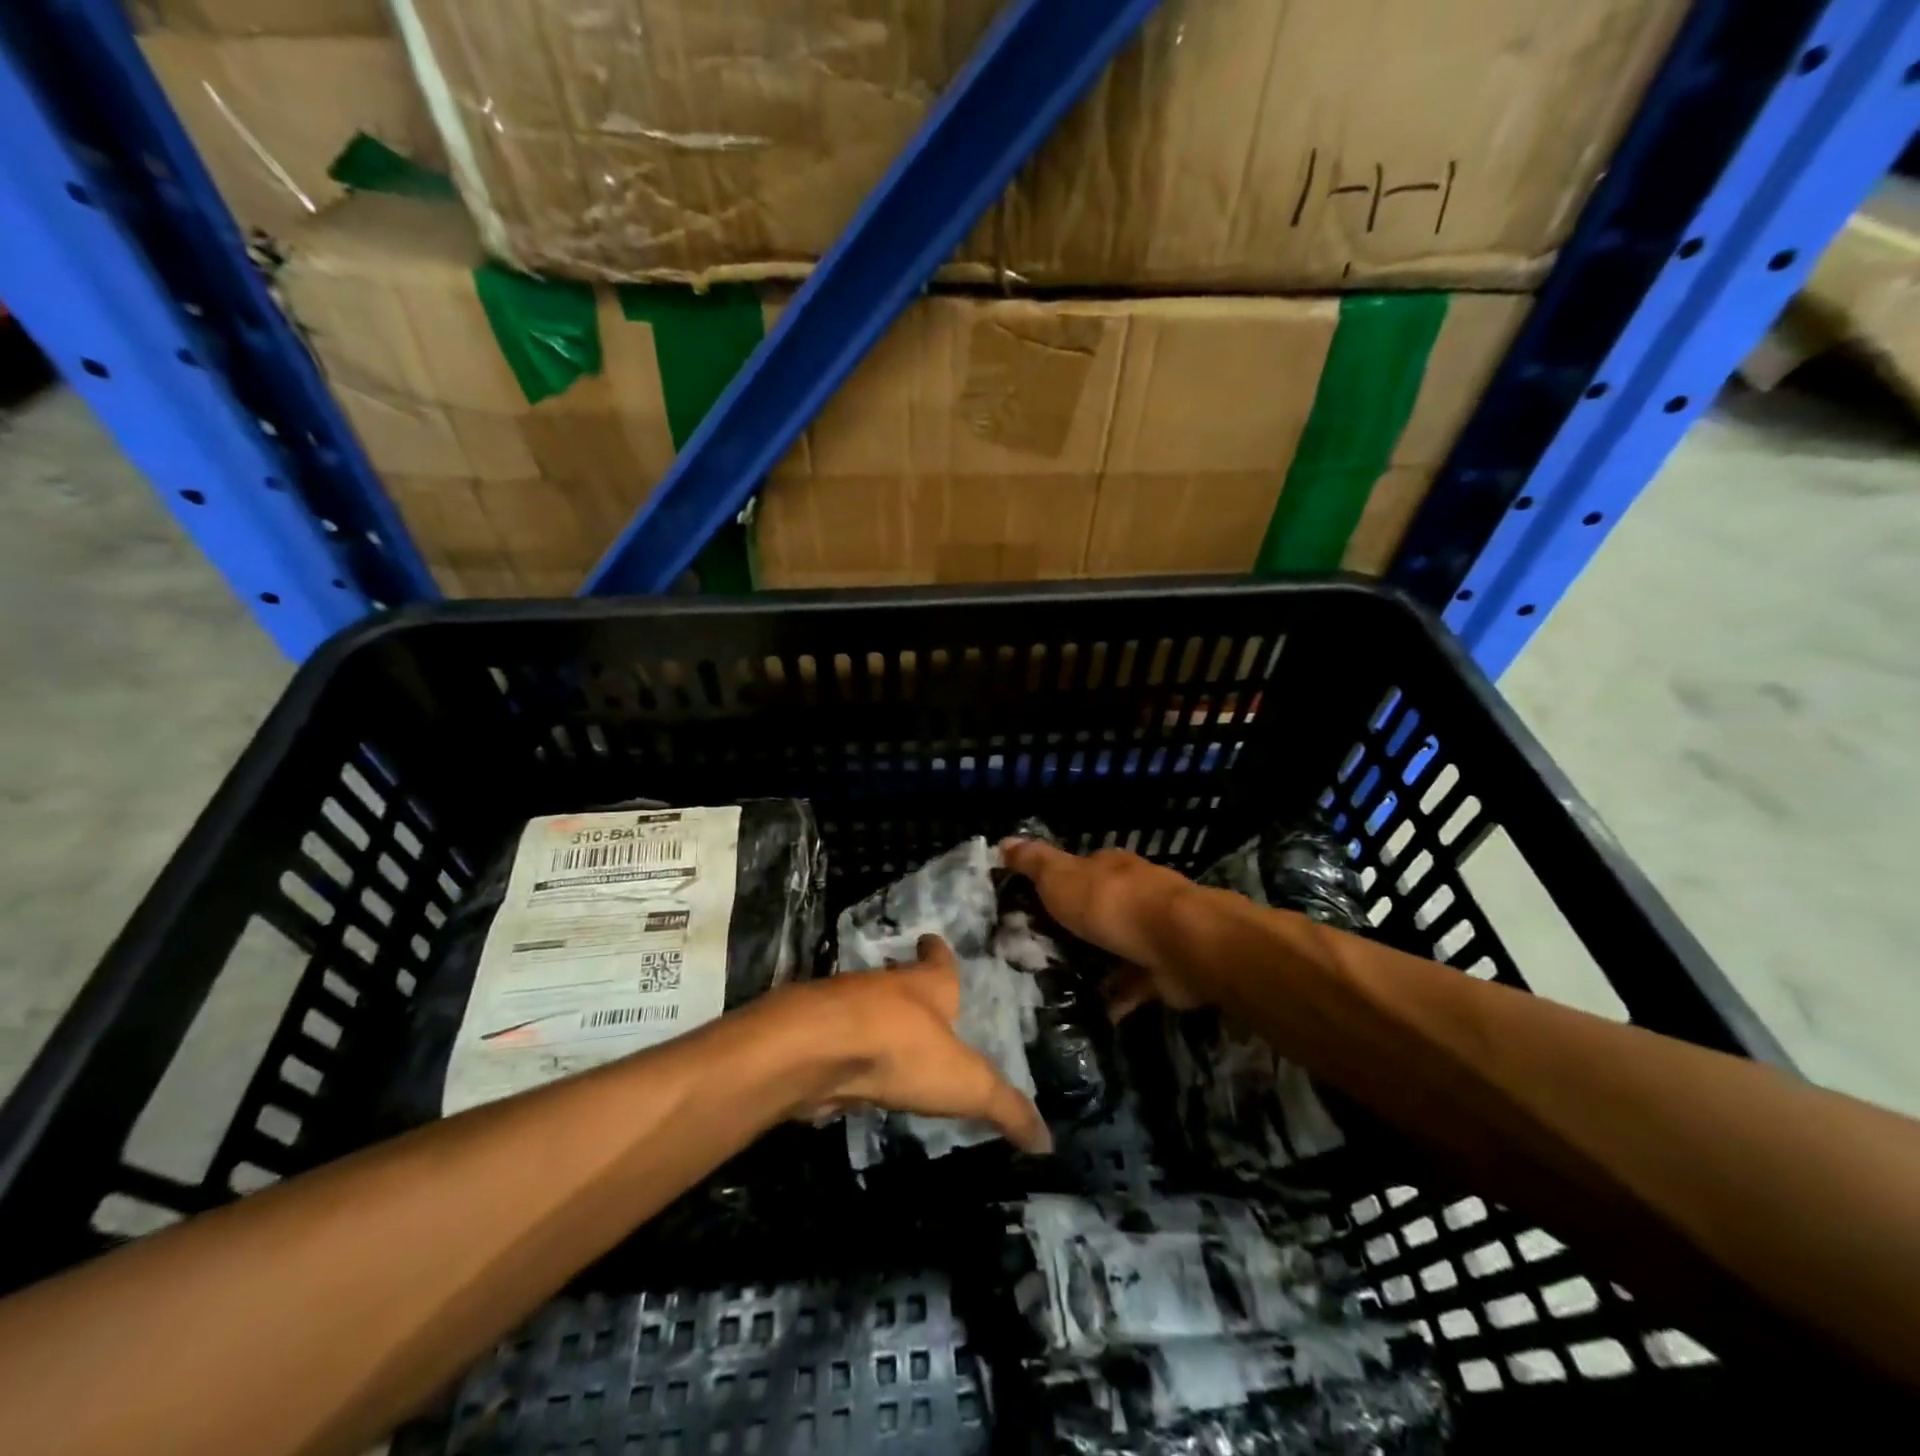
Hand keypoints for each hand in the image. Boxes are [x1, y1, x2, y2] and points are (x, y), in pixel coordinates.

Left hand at [778, 935, 1051, 1153]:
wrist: (818, 1048)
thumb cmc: (903, 1049)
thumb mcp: (967, 1083)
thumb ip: (1005, 1107)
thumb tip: (1049, 1142)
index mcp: (927, 985)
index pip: (938, 960)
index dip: (938, 952)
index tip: (933, 940)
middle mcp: (886, 987)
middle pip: (899, 981)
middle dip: (907, 988)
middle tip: (917, 999)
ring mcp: (846, 1007)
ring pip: (865, 1007)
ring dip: (875, 1019)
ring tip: (887, 1037)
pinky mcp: (816, 1035)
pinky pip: (838, 1039)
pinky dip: (845, 1050)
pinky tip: (850, 1070)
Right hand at [999, 837, 1210, 1019]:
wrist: (1179, 943)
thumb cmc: (1112, 903)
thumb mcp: (1061, 878)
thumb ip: (1034, 863)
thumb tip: (1004, 841)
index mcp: (1110, 868)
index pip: (1079, 869)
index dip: (1056, 884)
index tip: (1029, 905)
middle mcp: (1135, 893)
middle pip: (1099, 907)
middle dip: (1076, 926)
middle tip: (1040, 950)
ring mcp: (1154, 930)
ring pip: (1118, 945)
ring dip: (1097, 962)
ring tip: (1062, 985)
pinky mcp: (1166, 967)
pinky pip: (1135, 982)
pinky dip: (1118, 996)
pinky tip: (1097, 1011)